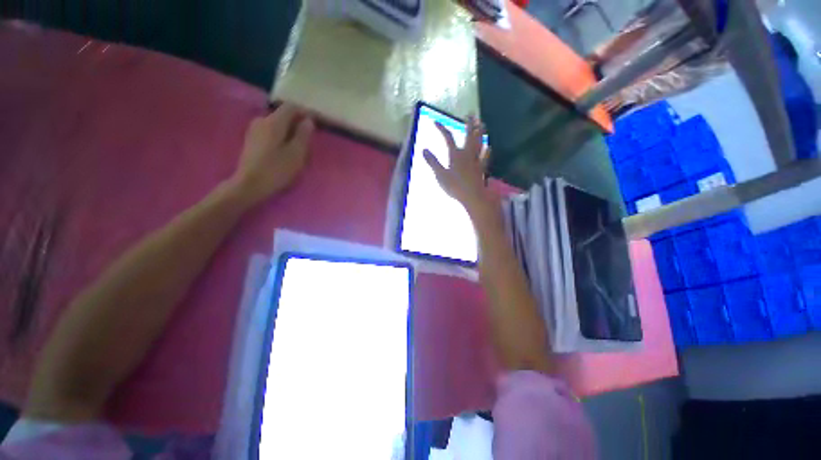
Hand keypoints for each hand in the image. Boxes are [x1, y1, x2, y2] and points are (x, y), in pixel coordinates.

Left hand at [230, 104, 314, 203]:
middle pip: (284, 116)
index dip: (305, 113)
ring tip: (299, 149)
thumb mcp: (296, 153)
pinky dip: (281, 138)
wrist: (250, 185)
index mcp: (274, 122)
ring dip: (290, 133)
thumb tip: (308, 121)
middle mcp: (262, 120)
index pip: (291, 107)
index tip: (316, 123)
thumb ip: (303, 135)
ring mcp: (254, 130)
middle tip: (309, 141)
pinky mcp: (252, 140)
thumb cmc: (276, 170)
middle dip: (298, 125)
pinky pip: (271, 132)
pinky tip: (285, 151)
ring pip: (278, 125)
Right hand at [423, 116, 495, 217]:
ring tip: (482, 124)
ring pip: (479, 143)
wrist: (472, 196)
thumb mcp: (440, 175)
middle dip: (469, 124)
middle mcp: (467, 154)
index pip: (448, 138)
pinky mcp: (482, 168)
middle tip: (471, 114)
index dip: (442, 128)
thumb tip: (424, 150)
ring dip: (480, 133)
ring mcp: (476, 160)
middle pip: (469, 135)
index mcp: (455, 155)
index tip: (435, 121)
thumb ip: (432, 162)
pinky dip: (487, 151)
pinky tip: (489, 147)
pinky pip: (486, 156)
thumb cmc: (455, 186)